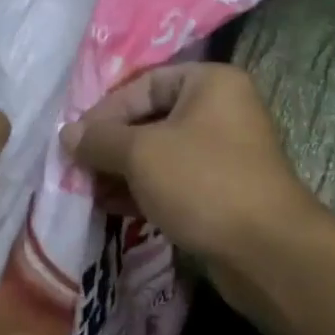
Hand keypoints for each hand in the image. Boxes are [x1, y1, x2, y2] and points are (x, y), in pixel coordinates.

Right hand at [61, 64, 325, 321]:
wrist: (266, 250)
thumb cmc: (203, 183)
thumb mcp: (142, 154)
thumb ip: (101, 139)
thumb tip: (67, 134)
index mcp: (210, 83)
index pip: (145, 84)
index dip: (106, 110)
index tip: (75, 140)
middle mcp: (222, 110)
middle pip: (152, 119)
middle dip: (112, 145)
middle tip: (78, 168)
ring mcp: (225, 153)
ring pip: (161, 154)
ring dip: (123, 171)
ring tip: (89, 192)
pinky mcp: (223, 191)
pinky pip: (174, 181)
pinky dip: (144, 190)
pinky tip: (112, 207)